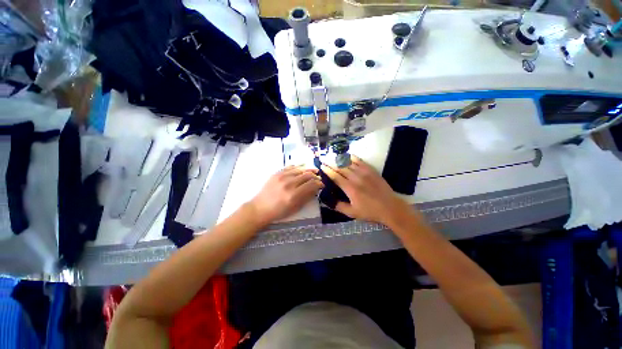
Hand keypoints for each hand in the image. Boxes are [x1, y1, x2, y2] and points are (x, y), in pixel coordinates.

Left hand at [249, 165, 323, 225]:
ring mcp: (281, 177)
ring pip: (299, 169)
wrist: (260, 208)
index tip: (322, 185)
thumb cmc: (278, 212)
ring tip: (313, 172)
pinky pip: (290, 167)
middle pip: (307, 175)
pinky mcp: (276, 173)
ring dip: (308, 170)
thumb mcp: (295, 208)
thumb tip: (316, 189)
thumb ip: (306, 198)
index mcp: (293, 195)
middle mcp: (288, 184)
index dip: (319, 183)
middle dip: (315, 176)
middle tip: (318, 178)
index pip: (311, 184)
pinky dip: (298, 167)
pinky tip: (302, 167)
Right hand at [321, 156, 410, 225]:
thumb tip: (328, 201)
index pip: (335, 176)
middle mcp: (356, 178)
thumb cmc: (370, 211)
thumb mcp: (352, 213)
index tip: (321, 166)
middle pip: (340, 167)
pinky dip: (353, 157)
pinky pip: (360, 161)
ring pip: (349, 163)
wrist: (390, 207)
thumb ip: (339, 206)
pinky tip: (348, 155)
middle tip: (323, 158)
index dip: (327, 170)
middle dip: (330, 162)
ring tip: (332, 156)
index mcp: (350, 188)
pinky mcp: (371, 170)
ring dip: (339, 159)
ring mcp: (364, 173)